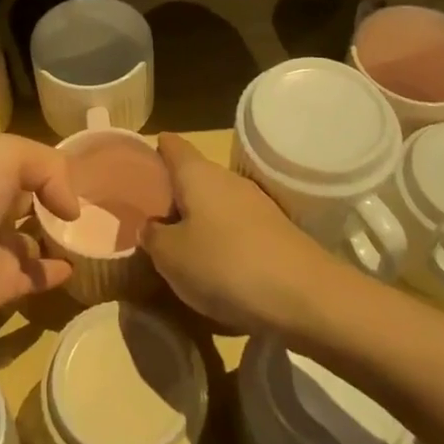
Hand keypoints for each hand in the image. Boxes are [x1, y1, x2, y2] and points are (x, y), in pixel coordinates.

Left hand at [0, 134, 78, 346]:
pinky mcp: (2, 287)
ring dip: (62, 238)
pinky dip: (57, 272)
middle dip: (61, 201)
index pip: (33, 163)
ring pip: (39, 239)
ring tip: (98, 239)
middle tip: (104, 210)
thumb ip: (47, 167)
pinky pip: (37, 277)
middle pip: (36, 200)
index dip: (59, 167)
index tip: (96, 176)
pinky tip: (76, 268)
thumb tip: (71, 210)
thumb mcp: (1, 158)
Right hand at [138, 132, 336, 336]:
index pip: (171, 145)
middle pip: (193, 176)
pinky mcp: (276, 232)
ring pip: (215, 203)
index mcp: (198, 173)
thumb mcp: (171, 256)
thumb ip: (153, 236)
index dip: (153, 151)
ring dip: (198, 221)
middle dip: (173, 195)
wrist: (306, 298)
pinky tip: (214, 269)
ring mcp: (256, 204)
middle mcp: (227, 178)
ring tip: (178, 249)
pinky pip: (236, 228)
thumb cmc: (226, 265)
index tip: (136, 170)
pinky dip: (221, 242)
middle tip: (149, 220)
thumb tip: (151, 226)